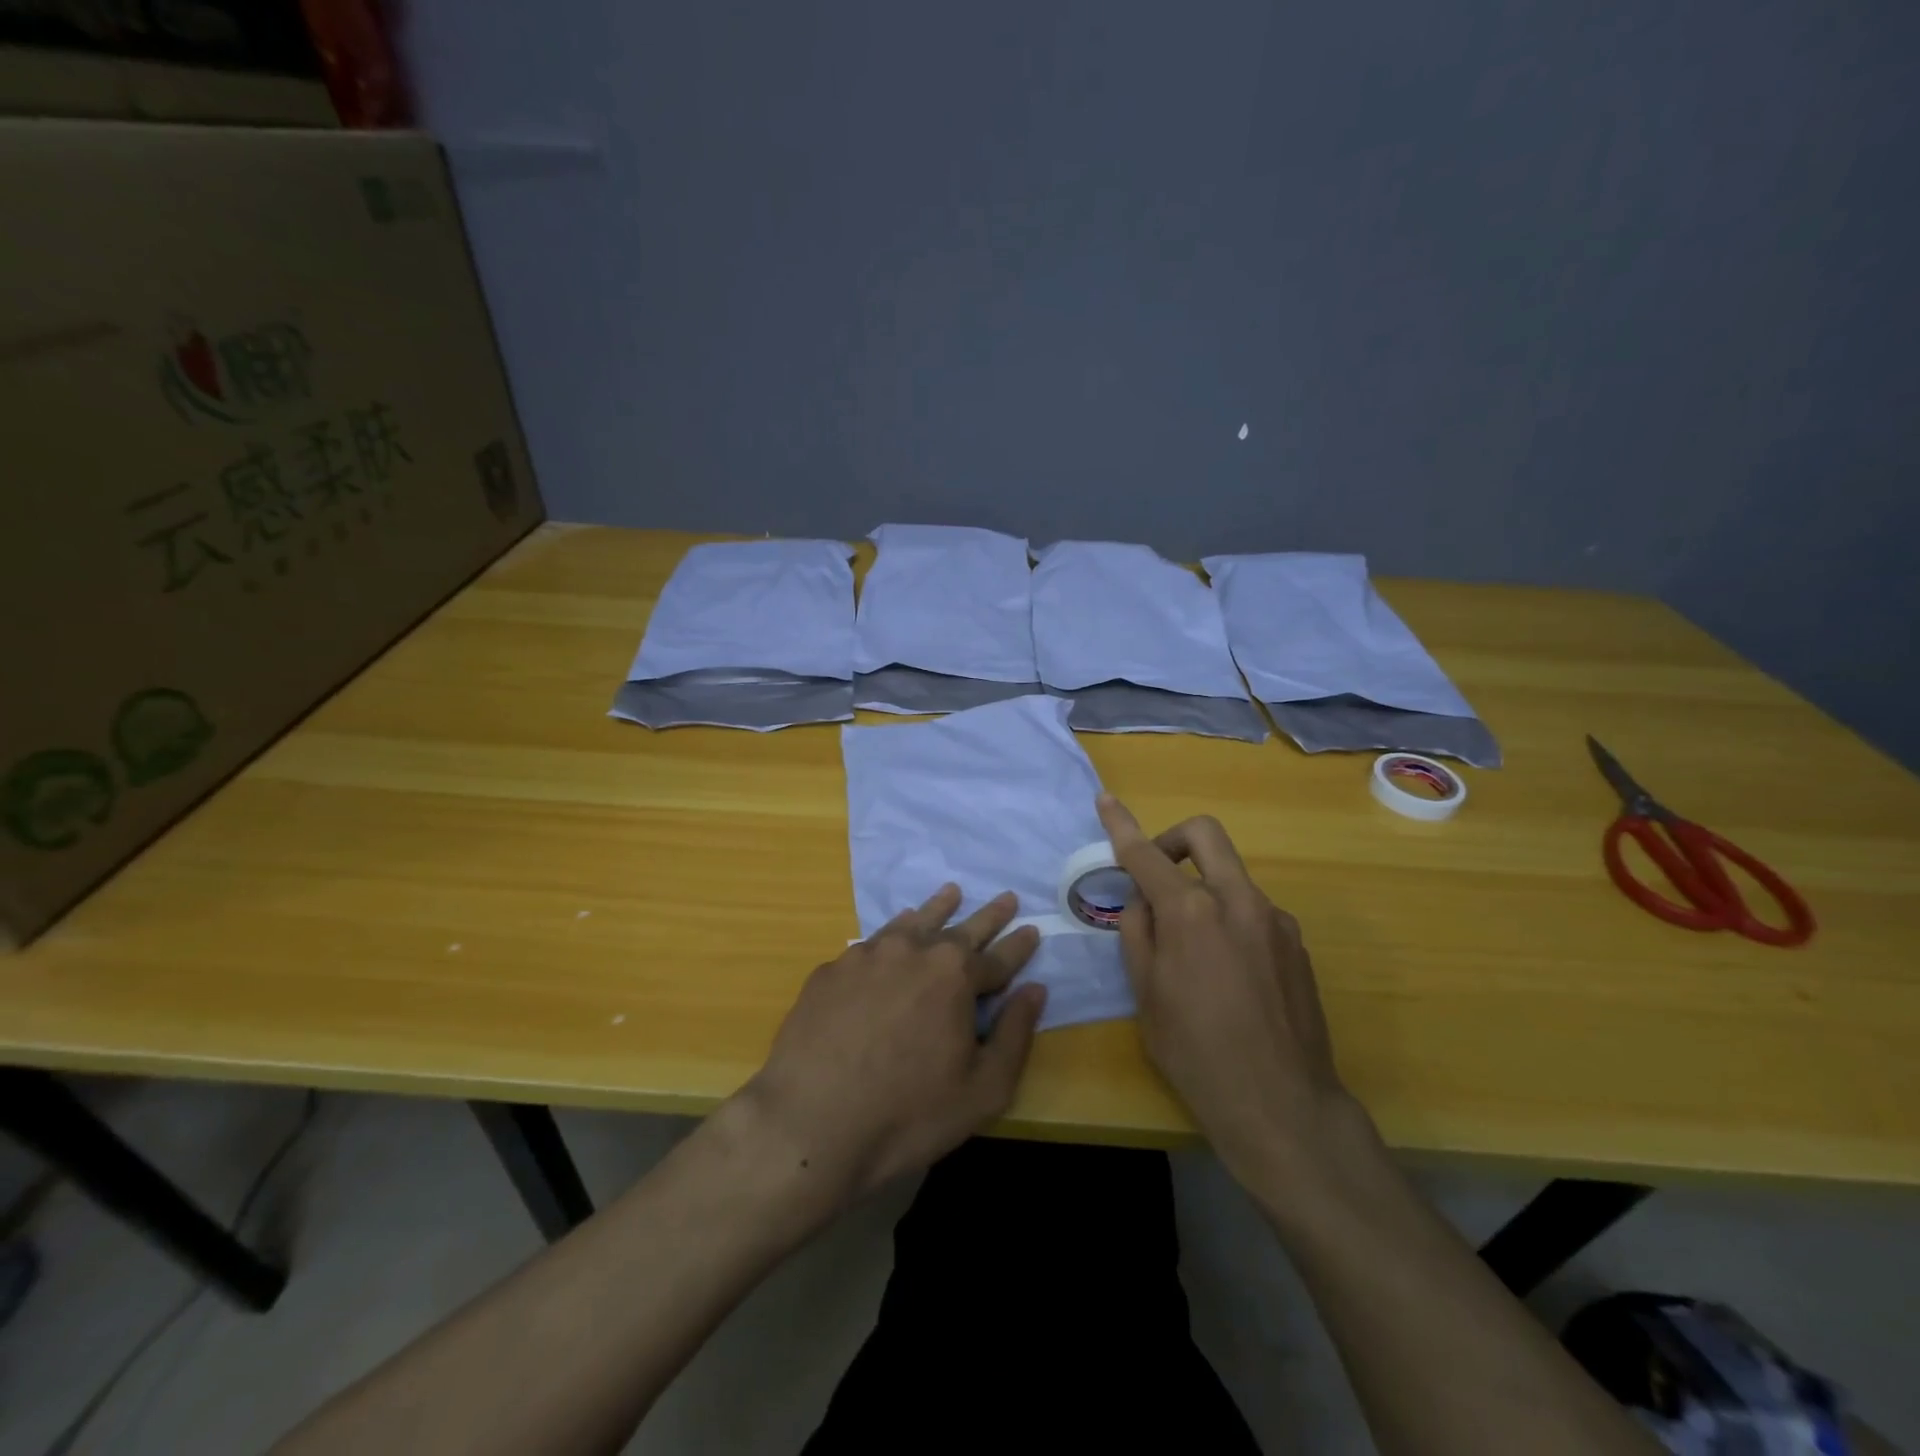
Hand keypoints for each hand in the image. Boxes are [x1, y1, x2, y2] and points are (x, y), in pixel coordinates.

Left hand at [741, 886, 1045, 1204]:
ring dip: (936, 909)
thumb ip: (1015, 1035)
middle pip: (959, 928)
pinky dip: (890, 936)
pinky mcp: (830, 971)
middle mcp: (912, 950)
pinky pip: (869, 945)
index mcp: (955, 974)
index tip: (1033, 929)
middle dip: (988, 915)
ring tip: (950, 893)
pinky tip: (888, 942)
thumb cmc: (908, 1113)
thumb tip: (1035, 991)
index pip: (999, 957)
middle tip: (1006, 898)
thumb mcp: (982, 1089)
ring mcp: (866, 955)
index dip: (1019, 946)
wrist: (809, 1122)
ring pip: (910, 923)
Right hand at [1096, 793, 1363, 1191]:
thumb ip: (1138, 934)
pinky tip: (1227, 973)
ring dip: (1202, 889)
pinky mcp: (1297, 944)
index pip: (1146, 855)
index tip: (1106, 801)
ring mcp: (1275, 920)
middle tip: (1155, 875)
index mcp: (1191, 912)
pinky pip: (1253, 911)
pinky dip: (1228, 919)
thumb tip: (1142, 903)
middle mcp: (1237, 901)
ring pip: (1230, 877)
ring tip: (1190, 949)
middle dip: (1172, 839)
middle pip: (1204, 835)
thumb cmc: (1197, 1053)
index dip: (1121, 825)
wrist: (1282, 1106)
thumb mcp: (1146, 995)